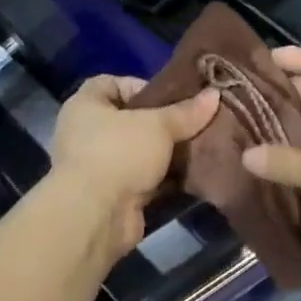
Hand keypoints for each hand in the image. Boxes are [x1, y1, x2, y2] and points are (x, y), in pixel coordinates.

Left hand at [50, 75, 219, 260]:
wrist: (95, 216)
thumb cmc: (118, 153)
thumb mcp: (158, 125)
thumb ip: (186, 112)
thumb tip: (215, 94)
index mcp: (86, 105)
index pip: (111, 83)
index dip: (142, 86)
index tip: (173, 96)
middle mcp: (87, 133)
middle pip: (131, 119)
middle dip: (163, 122)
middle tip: (196, 121)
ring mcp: (100, 166)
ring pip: (140, 151)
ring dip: (167, 152)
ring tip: (201, 145)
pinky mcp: (114, 195)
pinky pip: (145, 179)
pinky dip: (165, 178)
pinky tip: (193, 173)